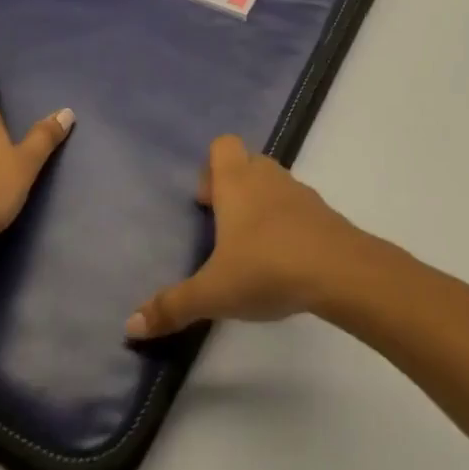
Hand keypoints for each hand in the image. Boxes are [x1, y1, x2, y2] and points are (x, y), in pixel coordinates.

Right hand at [125, 134, 366, 339]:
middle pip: (247, 161)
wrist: (338, 271)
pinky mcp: (322, 212)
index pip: (222, 144)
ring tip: (252, 248)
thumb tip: (130, 325)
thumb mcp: (213, 293)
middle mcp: (266, 176)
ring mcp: (298, 191)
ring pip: (273, 182)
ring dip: (261, 203)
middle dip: (233, 187)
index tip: (206, 206)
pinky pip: (297, 206)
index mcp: (236, 181)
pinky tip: (283, 259)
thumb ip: (172, 306)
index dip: (210, 168)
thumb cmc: (266, 268)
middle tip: (224, 228)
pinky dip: (287, 222)